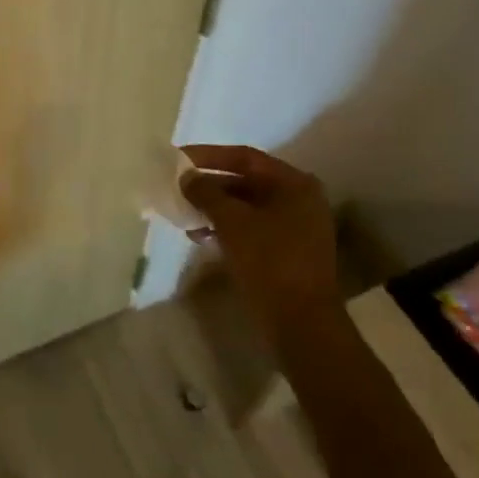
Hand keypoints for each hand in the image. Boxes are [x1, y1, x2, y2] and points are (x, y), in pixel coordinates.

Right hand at [178, 144, 338, 327]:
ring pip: (246, 207)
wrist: (301, 322)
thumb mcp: (232, 221)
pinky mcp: (287, 251)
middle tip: (177, 187)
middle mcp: (299, 199)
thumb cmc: (269, 260)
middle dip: (209, 185)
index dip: (208, 155)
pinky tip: (200, 236)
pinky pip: (251, 228)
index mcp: (294, 184)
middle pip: (246, 181)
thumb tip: (186, 177)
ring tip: (183, 214)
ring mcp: (295, 227)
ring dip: (214, 208)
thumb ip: (206, 193)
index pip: (244, 157)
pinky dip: (226, 228)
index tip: (178, 158)